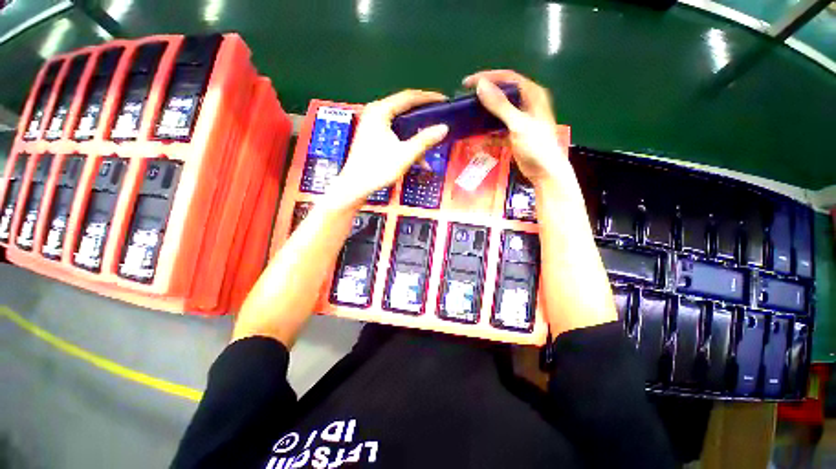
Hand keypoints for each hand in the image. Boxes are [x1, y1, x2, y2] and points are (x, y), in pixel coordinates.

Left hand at [326, 90, 448, 208]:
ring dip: (416, 133)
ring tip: (431, 139)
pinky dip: (406, 141)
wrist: (356, 186)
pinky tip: (418, 156)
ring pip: (400, 123)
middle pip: (404, 108)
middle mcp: (375, 113)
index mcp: (380, 111)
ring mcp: (372, 125)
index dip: (428, 98)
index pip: (409, 97)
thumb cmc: (379, 169)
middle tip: (440, 118)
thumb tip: (444, 128)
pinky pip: (395, 133)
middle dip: (423, 116)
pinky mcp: (372, 136)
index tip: (444, 101)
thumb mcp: (405, 154)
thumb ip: (425, 140)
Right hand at [463, 70, 564, 184]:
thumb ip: (500, 105)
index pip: (507, 77)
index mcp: (532, 94)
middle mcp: (526, 104)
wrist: (544, 172)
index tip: (467, 83)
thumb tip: (480, 85)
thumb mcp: (518, 124)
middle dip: (484, 96)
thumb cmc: (536, 145)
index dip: (487, 77)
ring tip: (469, 116)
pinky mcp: (514, 134)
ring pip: (499, 113)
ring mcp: (520, 120)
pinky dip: (488, 133)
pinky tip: (476, 137)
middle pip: (502, 94)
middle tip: (466, 99)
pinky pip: (498, 129)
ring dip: (484, 115)